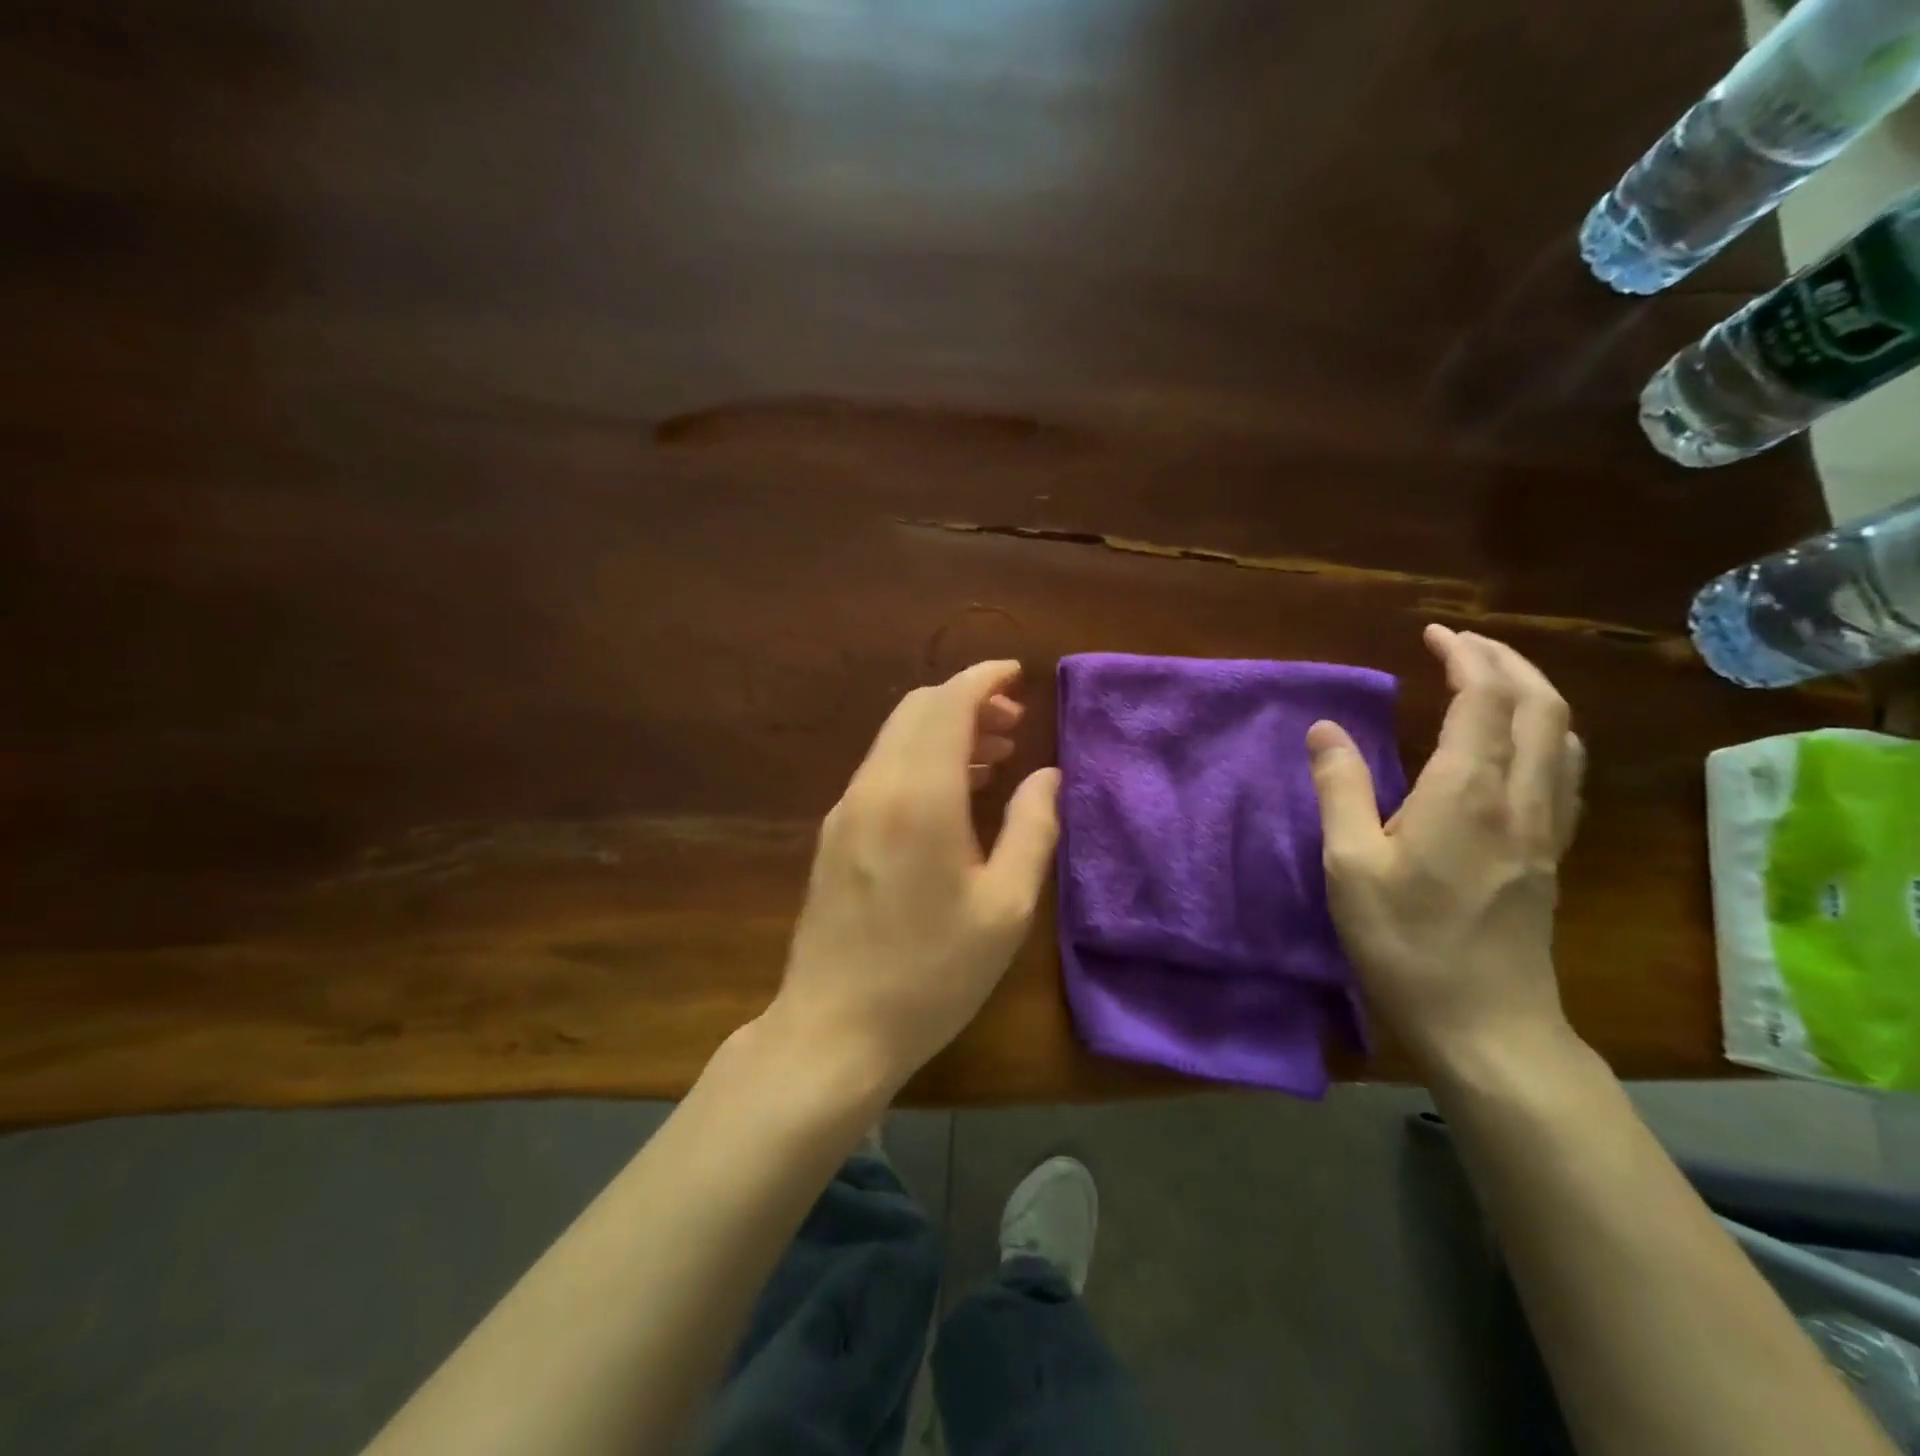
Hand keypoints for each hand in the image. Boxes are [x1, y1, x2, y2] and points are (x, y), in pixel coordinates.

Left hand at [771, 660, 1061, 1093]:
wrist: (834, 1029)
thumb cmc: (932, 973)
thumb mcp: (1006, 907)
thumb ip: (1033, 829)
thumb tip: (1048, 776)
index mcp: (919, 795)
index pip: (948, 704)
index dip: (984, 680)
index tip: (1017, 676)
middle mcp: (874, 787)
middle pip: (917, 711)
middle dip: (967, 702)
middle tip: (1015, 726)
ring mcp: (846, 810)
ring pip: (896, 739)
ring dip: (944, 732)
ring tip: (995, 758)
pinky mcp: (834, 834)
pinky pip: (881, 771)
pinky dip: (920, 760)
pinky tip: (952, 797)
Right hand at [1306, 625, 1585, 1075]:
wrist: (1487, 1025)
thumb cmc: (1405, 942)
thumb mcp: (1349, 865)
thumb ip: (1339, 788)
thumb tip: (1325, 729)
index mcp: (1467, 793)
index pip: (1483, 699)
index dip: (1463, 656)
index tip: (1432, 634)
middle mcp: (1520, 798)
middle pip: (1539, 705)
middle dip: (1505, 661)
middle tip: (1461, 644)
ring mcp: (1545, 828)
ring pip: (1562, 735)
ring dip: (1532, 692)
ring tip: (1490, 680)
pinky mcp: (1550, 854)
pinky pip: (1564, 770)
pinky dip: (1545, 732)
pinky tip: (1518, 745)